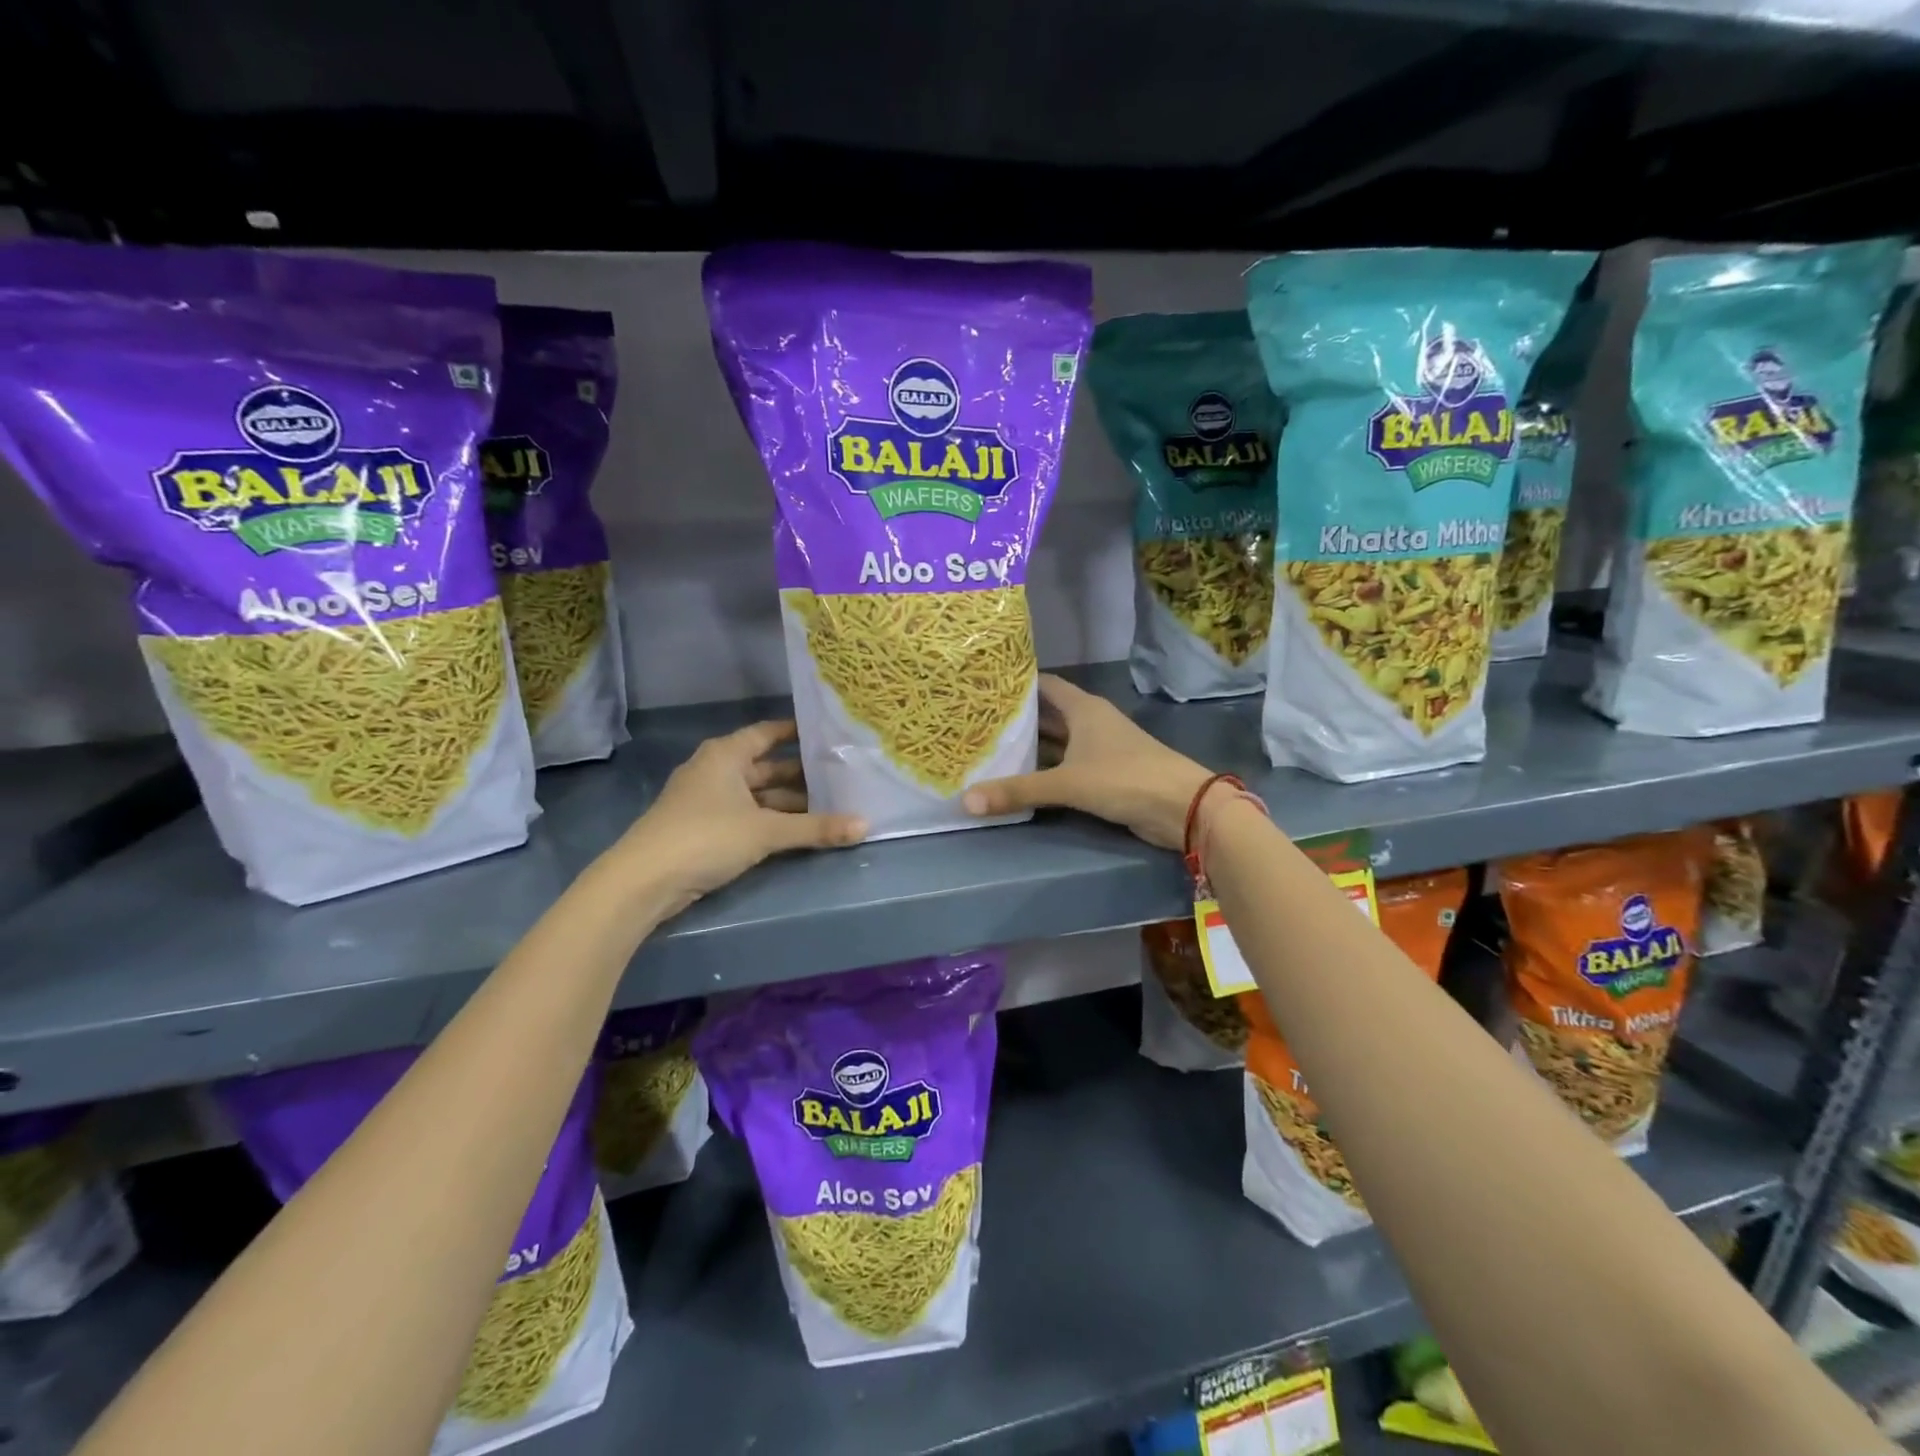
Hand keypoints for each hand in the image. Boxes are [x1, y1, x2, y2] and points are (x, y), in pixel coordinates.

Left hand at [614, 721, 865, 914]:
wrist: (643, 882)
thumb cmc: (705, 838)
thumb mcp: (766, 831)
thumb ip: (816, 828)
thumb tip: (866, 825)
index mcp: (726, 755)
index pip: (768, 733)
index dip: (797, 732)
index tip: (830, 735)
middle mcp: (716, 770)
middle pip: (767, 766)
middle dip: (802, 774)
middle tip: (842, 775)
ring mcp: (708, 801)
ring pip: (758, 795)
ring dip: (789, 802)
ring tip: (831, 805)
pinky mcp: (705, 829)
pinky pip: (748, 815)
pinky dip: (772, 820)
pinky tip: (799, 829)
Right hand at [962, 674, 1214, 849]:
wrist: (1181, 807)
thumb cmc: (1124, 778)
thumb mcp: (1067, 783)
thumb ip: (1018, 791)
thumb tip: (966, 801)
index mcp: (1083, 708)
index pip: (1044, 684)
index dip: (1016, 683)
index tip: (983, 685)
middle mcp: (1090, 722)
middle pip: (1047, 714)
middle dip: (1017, 718)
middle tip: (976, 721)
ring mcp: (1099, 748)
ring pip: (1056, 741)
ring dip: (1030, 746)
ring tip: (989, 747)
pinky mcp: (1104, 774)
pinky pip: (1065, 765)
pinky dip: (1045, 768)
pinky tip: (1020, 777)